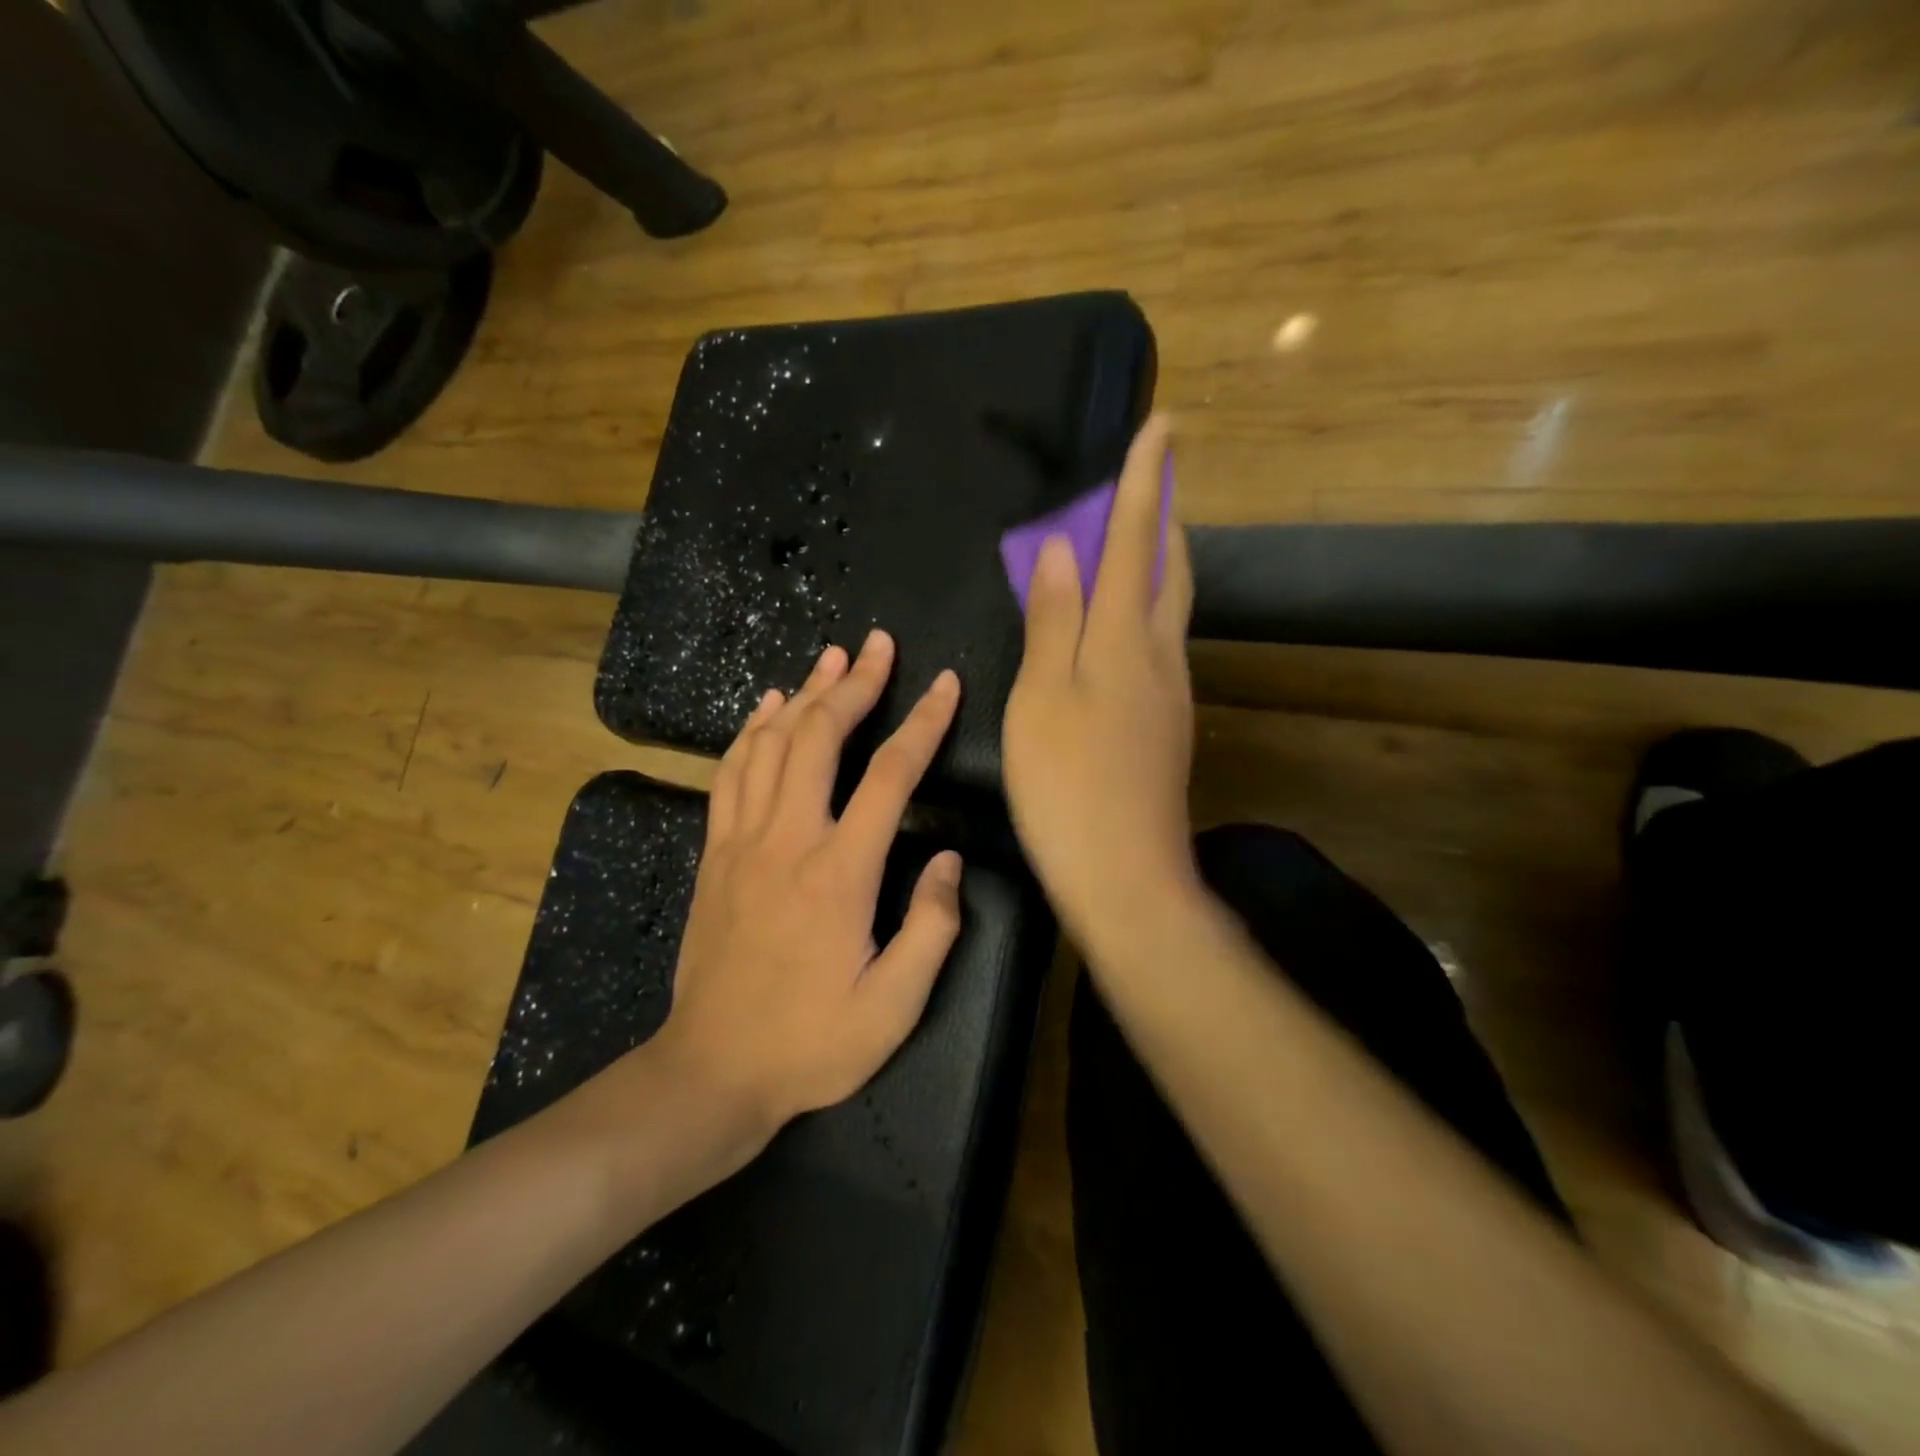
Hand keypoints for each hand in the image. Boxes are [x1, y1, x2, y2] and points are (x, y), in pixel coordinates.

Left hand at [654, 631, 964, 1133]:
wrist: (712, 1072)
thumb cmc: (811, 1044)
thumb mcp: (894, 1007)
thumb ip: (931, 928)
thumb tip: (949, 860)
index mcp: (840, 872)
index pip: (891, 775)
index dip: (924, 723)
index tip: (946, 684)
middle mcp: (788, 840)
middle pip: (820, 737)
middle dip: (854, 684)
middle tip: (878, 645)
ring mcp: (743, 842)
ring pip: (771, 744)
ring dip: (804, 694)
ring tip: (830, 658)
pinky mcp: (715, 853)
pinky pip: (731, 773)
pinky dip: (751, 731)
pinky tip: (767, 706)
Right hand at [1002, 415, 1199, 950]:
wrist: (1125, 875)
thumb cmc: (1068, 784)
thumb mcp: (1042, 696)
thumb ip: (1053, 618)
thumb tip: (1058, 547)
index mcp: (1125, 639)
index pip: (1136, 541)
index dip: (1143, 482)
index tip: (1160, 425)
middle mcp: (1160, 655)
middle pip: (1168, 568)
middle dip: (1161, 515)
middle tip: (1147, 480)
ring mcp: (1170, 692)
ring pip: (1169, 607)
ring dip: (1156, 560)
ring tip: (1131, 538)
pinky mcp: (1166, 724)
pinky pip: (1158, 642)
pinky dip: (1143, 609)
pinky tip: (1119, 624)